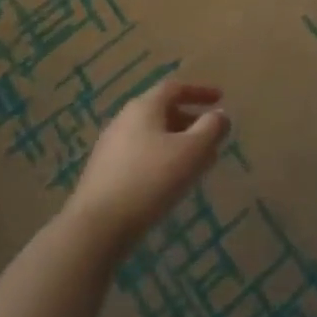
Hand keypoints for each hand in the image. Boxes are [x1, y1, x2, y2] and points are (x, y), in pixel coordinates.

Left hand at [66, 81, 229, 257]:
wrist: (96, 229)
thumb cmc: (150, 180)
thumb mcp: (192, 151)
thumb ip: (211, 128)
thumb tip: (220, 115)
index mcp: (144, 107)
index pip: (174, 88)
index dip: (199, 91)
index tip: (220, 99)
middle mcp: (124, 121)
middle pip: (161, 111)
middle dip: (189, 121)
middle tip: (210, 135)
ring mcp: (110, 149)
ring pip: (151, 136)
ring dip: (176, 143)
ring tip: (196, 163)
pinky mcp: (103, 175)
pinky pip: (140, 157)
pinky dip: (161, 160)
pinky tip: (170, 183)